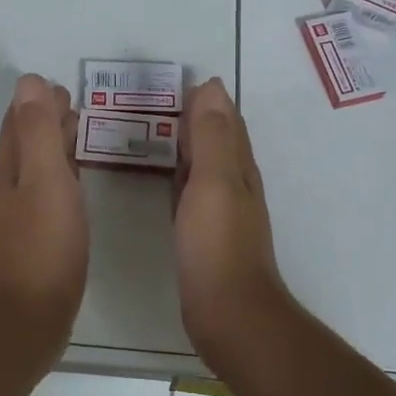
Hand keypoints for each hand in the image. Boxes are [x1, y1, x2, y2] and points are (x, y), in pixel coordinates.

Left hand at [0, 74, 87, 339]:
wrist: (28, 317)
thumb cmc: (43, 244)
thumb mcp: (45, 179)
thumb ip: (38, 131)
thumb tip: (29, 82)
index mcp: (11, 170)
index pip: (19, 123)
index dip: (36, 103)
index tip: (62, 88)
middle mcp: (10, 189)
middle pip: (24, 144)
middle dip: (44, 121)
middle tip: (74, 105)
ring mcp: (20, 218)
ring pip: (35, 169)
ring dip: (52, 148)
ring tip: (77, 135)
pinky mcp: (35, 242)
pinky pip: (46, 194)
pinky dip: (60, 177)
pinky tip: (74, 188)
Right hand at [174, 78, 291, 363]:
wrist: (229, 313)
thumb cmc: (217, 246)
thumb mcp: (214, 182)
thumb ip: (212, 136)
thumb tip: (212, 87)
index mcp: (238, 168)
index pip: (226, 122)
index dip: (208, 100)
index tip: (178, 82)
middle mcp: (235, 186)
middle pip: (218, 141)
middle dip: (197, 118)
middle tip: (160, 101)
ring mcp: (221, 213)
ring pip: (206, 166)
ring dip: (188, 145)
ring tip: (157, 131)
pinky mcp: (206, 237)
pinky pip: (192, 193)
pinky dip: (181, 176)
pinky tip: (167, 180)